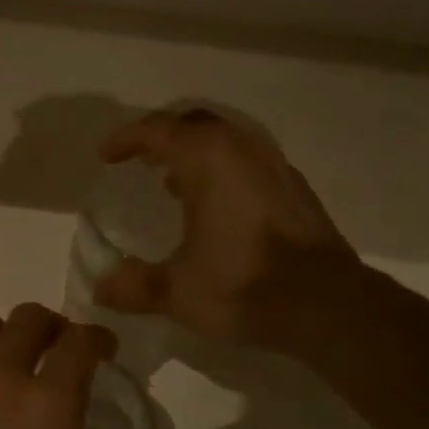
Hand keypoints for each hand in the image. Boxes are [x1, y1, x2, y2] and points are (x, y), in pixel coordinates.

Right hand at [93, 108, 365, 355]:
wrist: (329, 305)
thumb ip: (133, 286)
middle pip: (195, 124)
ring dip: (195, 153)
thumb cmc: (245, 286)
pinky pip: (249, 161)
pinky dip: (223, 170)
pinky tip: (218, 208)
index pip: (158, 130)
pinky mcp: (296, 189)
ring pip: (226, 141)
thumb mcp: (178, 292)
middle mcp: (243, 150)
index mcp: (209, 160)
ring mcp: (275, 166)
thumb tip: (99, 288)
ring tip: (174, 184)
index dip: (127, 139)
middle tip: (140, 161)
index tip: (107, 156)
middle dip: (163, 137)